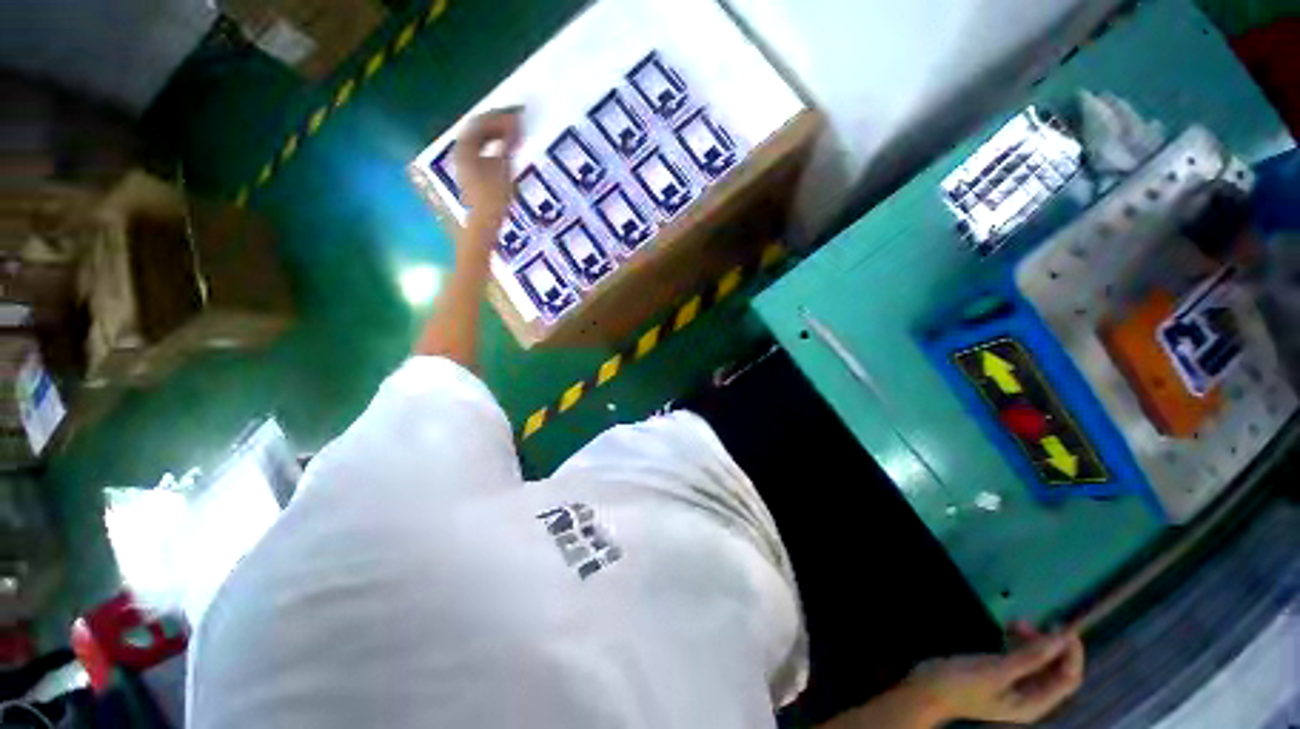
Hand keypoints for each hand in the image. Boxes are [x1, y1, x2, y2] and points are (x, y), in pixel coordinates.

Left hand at [455, 108, 522, 225]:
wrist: (484, 224)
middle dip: (497, 123)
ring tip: (513, 135)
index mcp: (465, 147)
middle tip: (516, 122)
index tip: (517, 113)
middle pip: (477, 130)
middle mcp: (461, 152)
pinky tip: (506, 153)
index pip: (480, 121)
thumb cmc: (493, 197)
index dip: (499, 115)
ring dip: (496, 135)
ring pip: (479, 142)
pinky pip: (482, 153)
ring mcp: (465, 165)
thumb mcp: (503, 168)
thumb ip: (507, 143)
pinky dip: (494, 147)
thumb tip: (515, 121)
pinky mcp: (472, 176)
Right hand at [907, 623, 1084, 724]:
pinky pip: (1021, 657)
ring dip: (1033, 641)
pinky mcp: (1001, 674)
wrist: (927, 688)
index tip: (1064, 628)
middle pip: (1054, 670)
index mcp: (1033, 704)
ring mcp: (1015, 685)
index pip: (1067, 680)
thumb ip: (1029, 658)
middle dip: (1049, 645)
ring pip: (1037, 661)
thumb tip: (1059, 640)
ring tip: (1016, 622)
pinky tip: (1007, 629)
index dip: (1071, 655)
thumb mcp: (995, 671)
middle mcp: (1030, 697)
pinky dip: (1019, 642)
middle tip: (1033, 622)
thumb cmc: (962, 685)